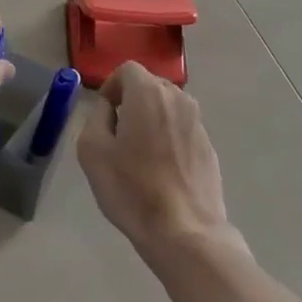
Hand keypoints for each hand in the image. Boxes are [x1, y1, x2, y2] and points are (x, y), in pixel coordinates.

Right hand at [77, 61, 240, 263]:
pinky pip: (182, 130)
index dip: (111, 86)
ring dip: (151, 119)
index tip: (104, 114)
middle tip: (118, 134)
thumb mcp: (92, 150)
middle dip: (132, 101)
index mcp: (148, 93)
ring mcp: (198, 123)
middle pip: (150, 85)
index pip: (127, 69)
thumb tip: (109, 109)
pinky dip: (169, 138)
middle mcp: (178, 99)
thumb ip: (96, 117)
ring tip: (140, 154)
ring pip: (168, 107)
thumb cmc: (132, 188)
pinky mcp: (209, 147)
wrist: (185, 232)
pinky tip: (161, 171)